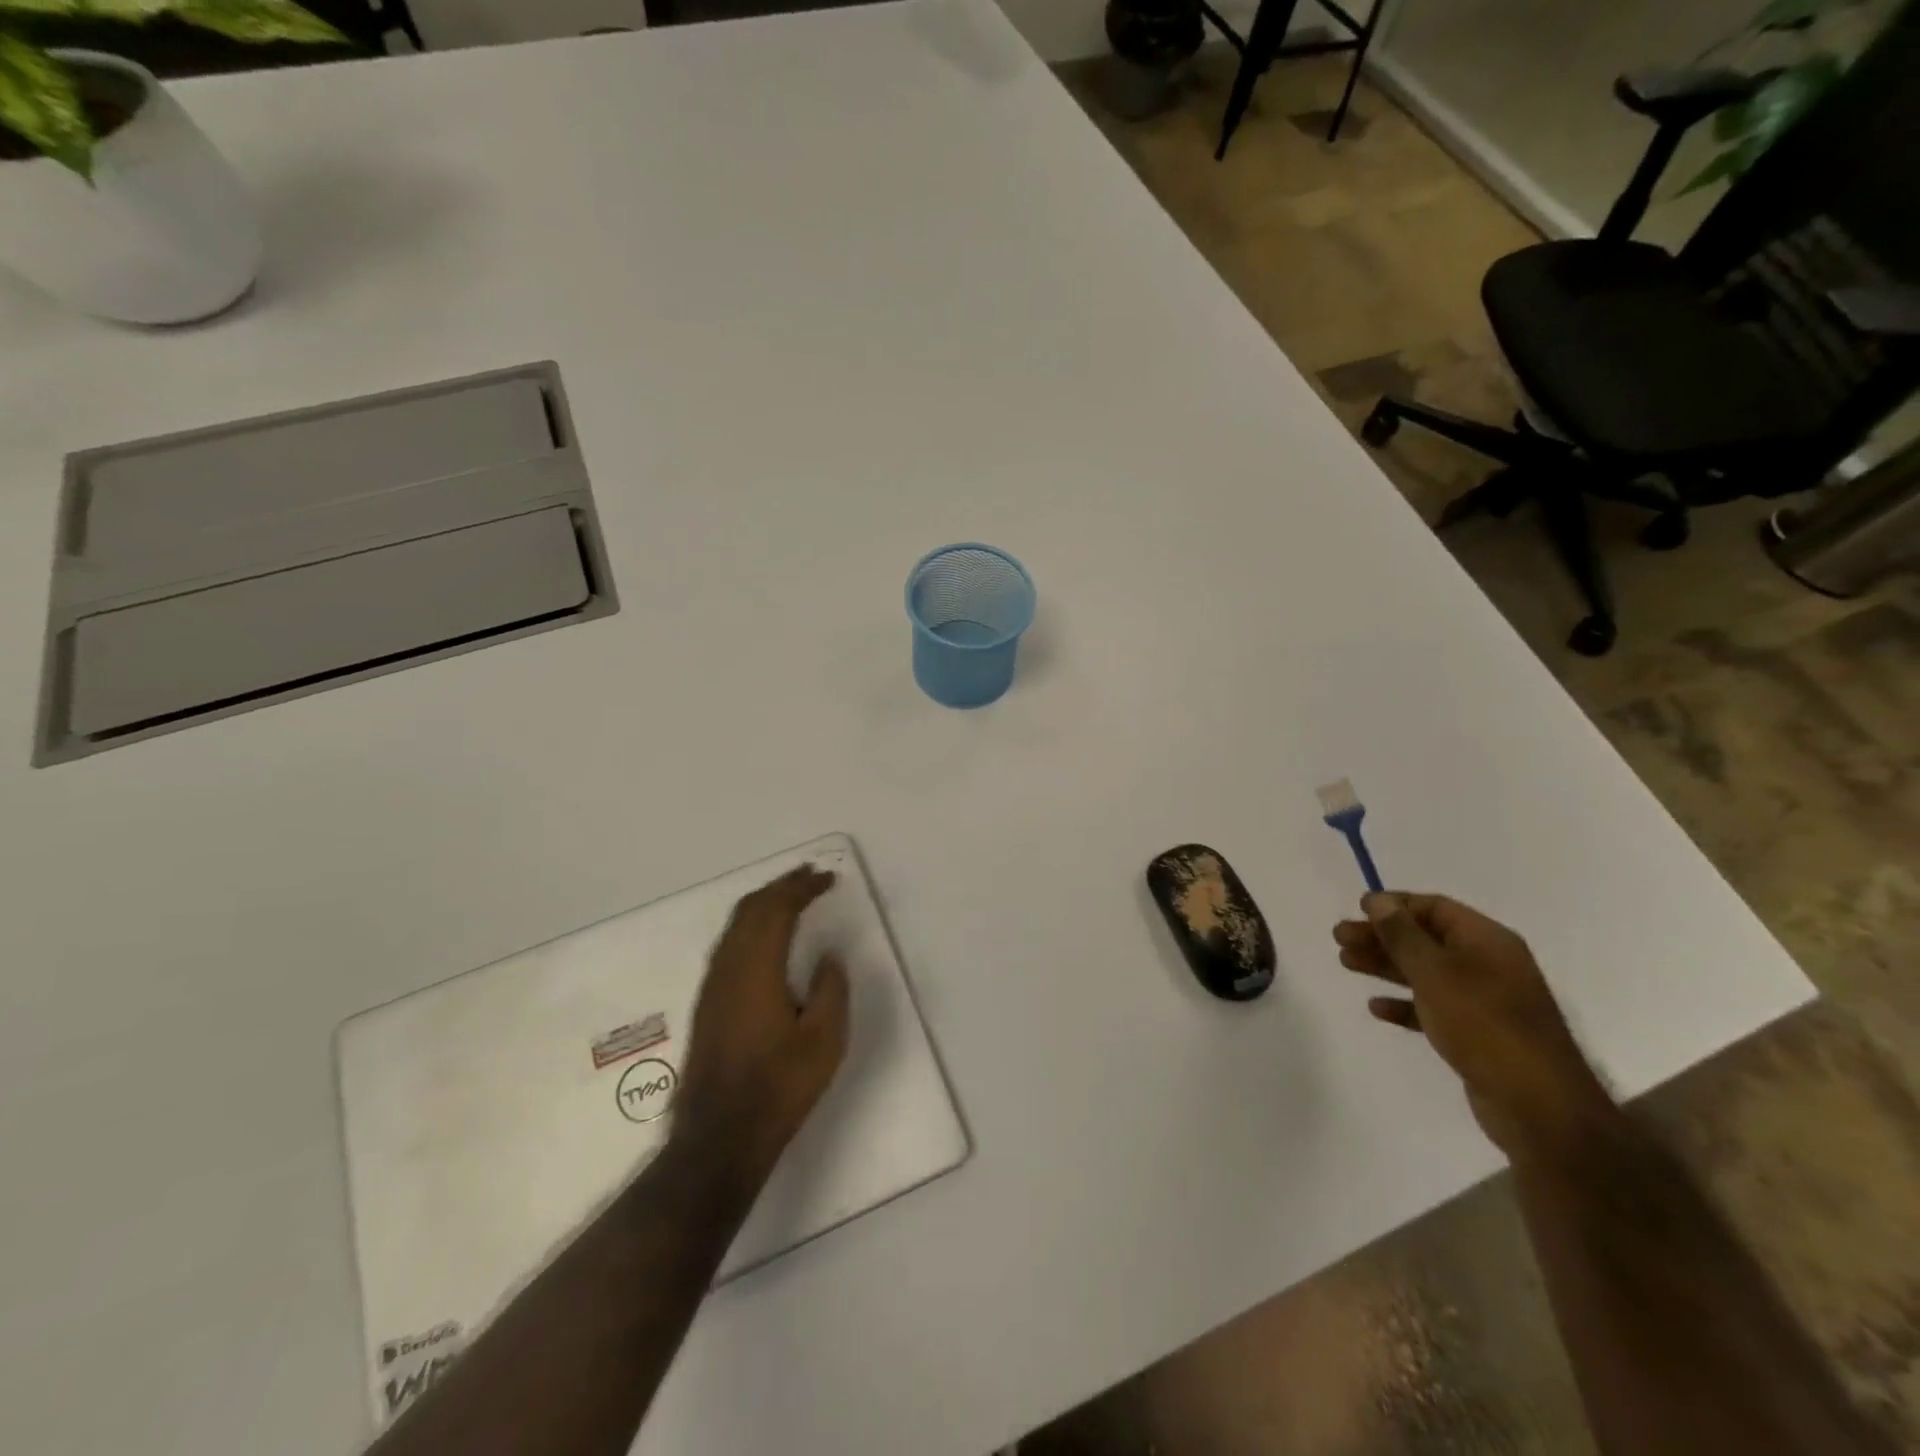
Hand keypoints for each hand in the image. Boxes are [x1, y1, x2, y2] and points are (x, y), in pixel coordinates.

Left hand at [676, 865, 850, 1181]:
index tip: (828, 878)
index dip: (802, 888)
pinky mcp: (707, 1004)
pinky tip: (766, 937)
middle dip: (780, 886)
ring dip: (764, 904)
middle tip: (809, 876)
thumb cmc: (779, 1087)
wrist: (719, 1137)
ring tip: (791, 897)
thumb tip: (828, 957)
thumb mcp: (825, 1040)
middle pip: (750, 909)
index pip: (777, 910)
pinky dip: (751, 925)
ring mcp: (712, 986)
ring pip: (735, 925)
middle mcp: (727, 967)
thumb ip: (831, 990)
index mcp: (756, 968)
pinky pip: (729, 944)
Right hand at [1334, 892, 1617, 1161]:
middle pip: (1425, 938)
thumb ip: (1401, 934)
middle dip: (1381, 936)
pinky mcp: (1478, 1034)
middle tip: (1339, 938)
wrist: (1537, 1105)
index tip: (1356, 910)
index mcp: (1486, 941)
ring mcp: (1485, 1000)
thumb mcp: (1435, 972)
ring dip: (1385, 965)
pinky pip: (1433, 1007)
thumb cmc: (1483, 1024)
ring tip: (1346, 963)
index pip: (1434, 907)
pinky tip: (1377, 1007)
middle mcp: (1488, 964)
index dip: (1394, 905)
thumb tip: (1377, 899)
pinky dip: (1405, 1003)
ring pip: (1425, 972)